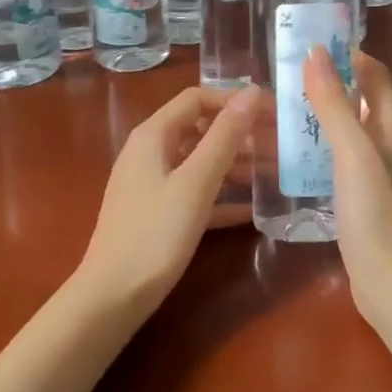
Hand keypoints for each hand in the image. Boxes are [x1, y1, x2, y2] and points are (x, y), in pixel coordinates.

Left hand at [75, 86, 259, 314]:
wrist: (112, 299)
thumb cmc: (155, 234)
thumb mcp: (196, 182)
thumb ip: (225, 136)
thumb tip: (252, 92)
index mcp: (154, 135)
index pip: (198, 98)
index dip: (234, 101)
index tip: (271, 113)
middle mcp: (150, 152)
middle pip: (200, 129)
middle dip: (240, 134)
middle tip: (279, 145)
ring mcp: (152, 184)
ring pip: (200, 162)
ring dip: (235, 165)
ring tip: (274, 174)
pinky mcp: (157, 213)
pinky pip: (195, 192)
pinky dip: (221, 195)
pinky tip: (252, 211)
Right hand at [303, 47, 391, 327]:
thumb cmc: (377, 213)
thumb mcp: (353, 153)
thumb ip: (334, 105)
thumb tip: (316, 51)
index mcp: (390, 129)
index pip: (376, 77)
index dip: (351, 55)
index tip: (313, 44)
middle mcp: (385, 148)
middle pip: (359, 103)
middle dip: (327, 86)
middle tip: (283, 79)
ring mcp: (373, 178)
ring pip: (344, 135)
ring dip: (317, 120)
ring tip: (276, 113)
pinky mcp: (358, 205)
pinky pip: (334, 166)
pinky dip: (313, 154)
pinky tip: (286, 161)